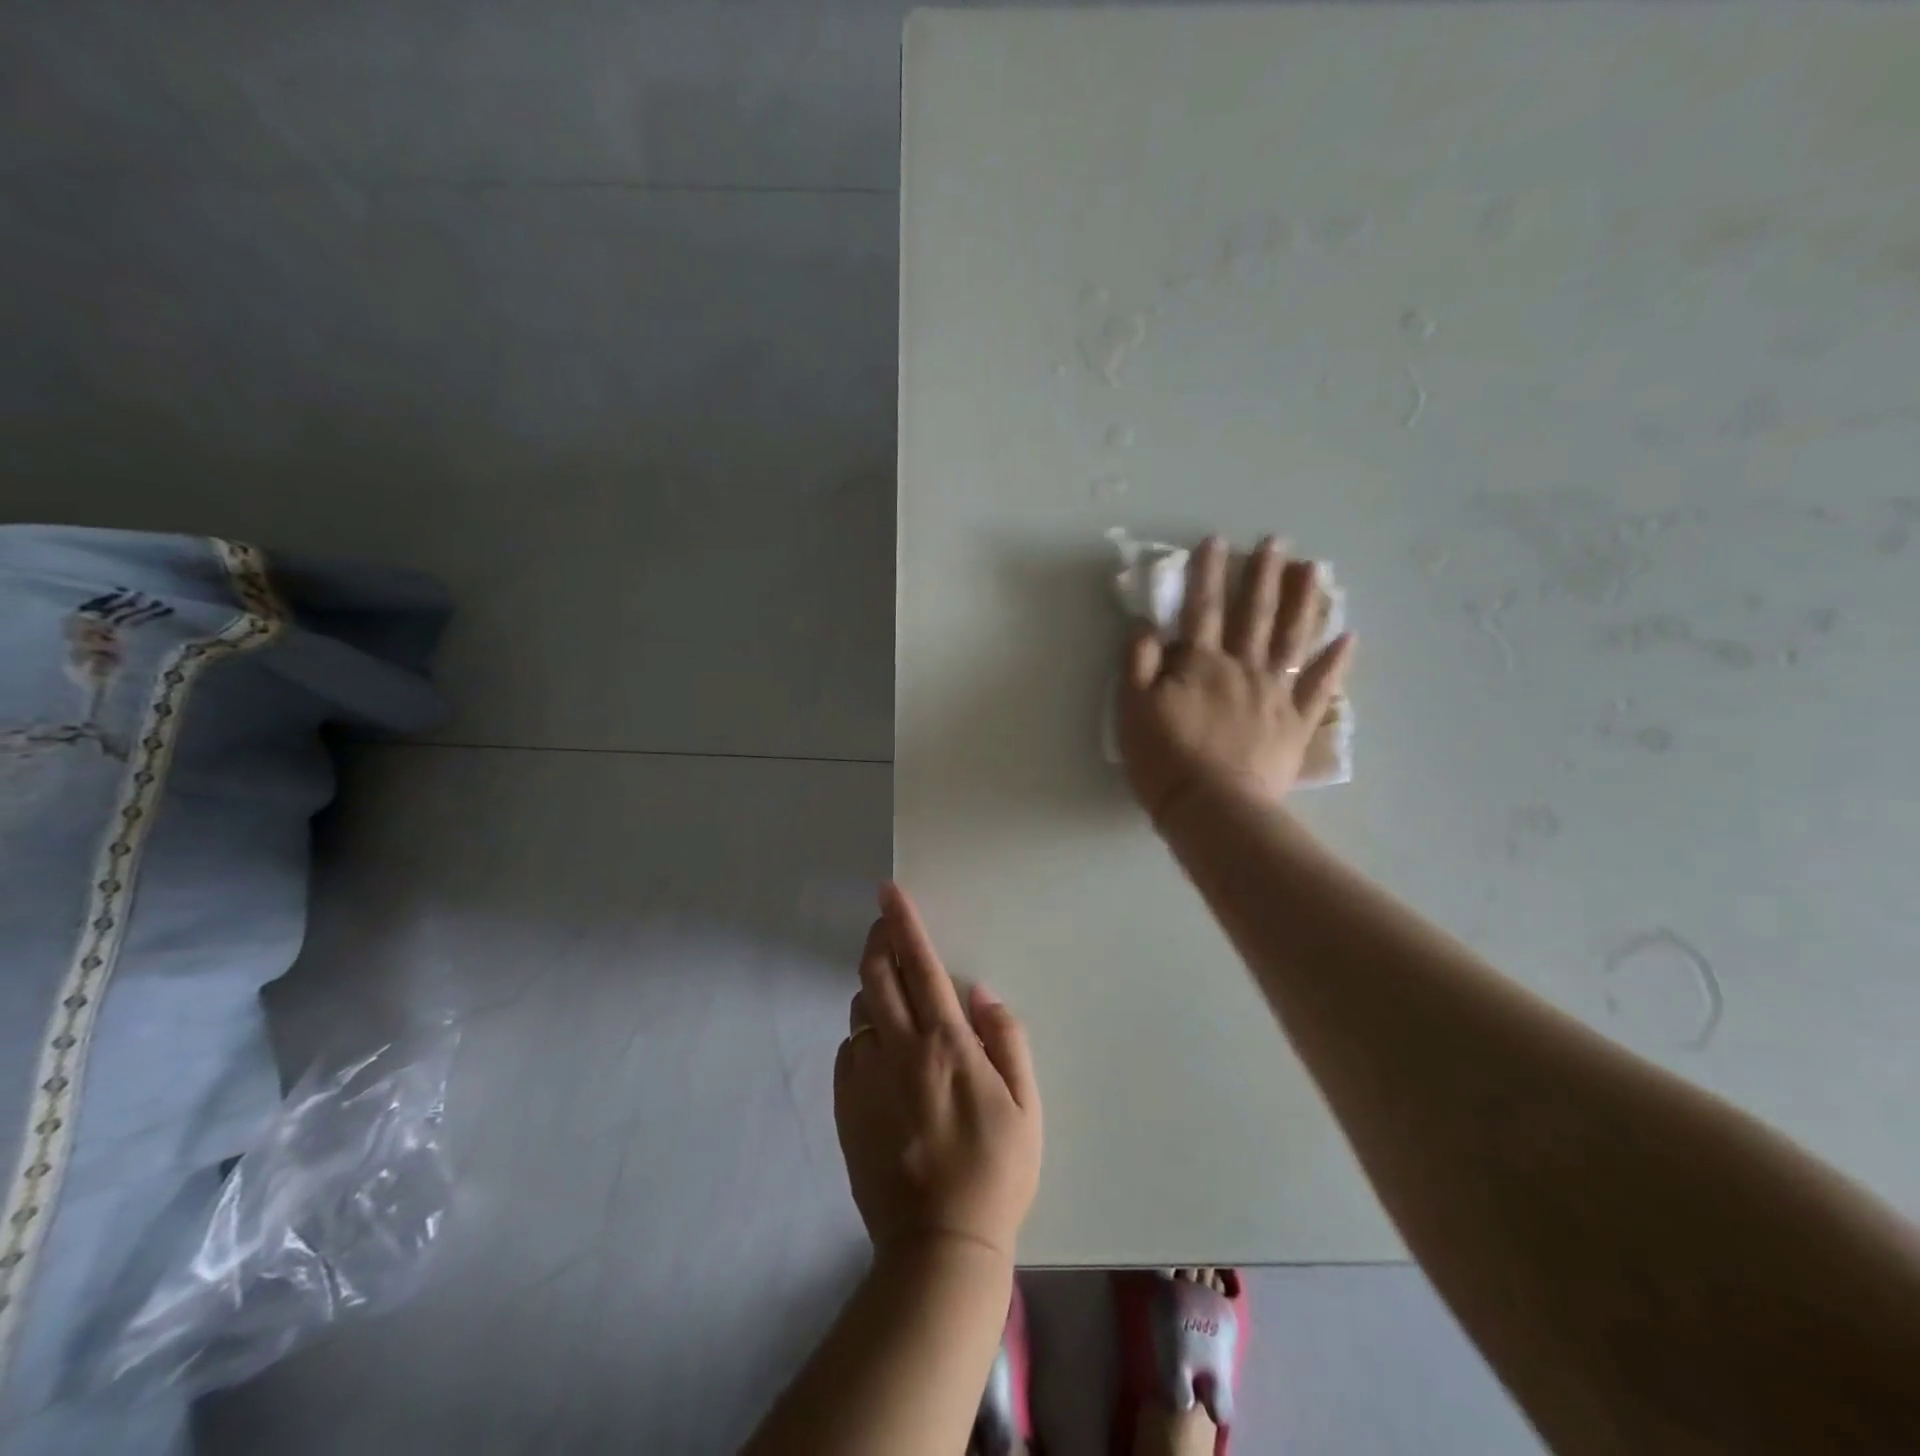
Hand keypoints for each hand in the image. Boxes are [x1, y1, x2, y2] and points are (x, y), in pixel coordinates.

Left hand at [834, 882, 1041, 1262]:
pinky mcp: (845, 1107)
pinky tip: (880, 1056)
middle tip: (883, 926)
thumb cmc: (995, 1171)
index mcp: (946, 1042)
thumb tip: (981, 994)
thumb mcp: (1026, 1105)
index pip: (920, 965)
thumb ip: (1006, 1039)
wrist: (939, 1244)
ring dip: (872, 992)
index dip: (903, 922)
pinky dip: (862, 1039)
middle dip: (877, 941)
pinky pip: (848, 1053)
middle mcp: (899, 1049)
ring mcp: (866, 1078)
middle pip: (876, 975)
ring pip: (859, 1012)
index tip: (887, 892)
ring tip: (893, 1001)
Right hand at [1116, 535, 1354, 824]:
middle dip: (1263, 575)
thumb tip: (1147, 626)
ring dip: (1304, 601)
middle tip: (1277, 542)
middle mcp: (1243, 668)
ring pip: (1293, 638)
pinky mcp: (1297, 723)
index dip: (1207, 574)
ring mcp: (1275, 694)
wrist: (1211, 807)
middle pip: (1254, 614)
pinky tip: (1349, 636)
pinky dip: (1336, 661)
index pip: (1202, 609)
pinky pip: (1320, 687)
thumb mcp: (1132, 709)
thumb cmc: (1165, 758)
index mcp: (1201, 664)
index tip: (1216, 542)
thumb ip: (1138, 663)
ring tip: (1316, 570)